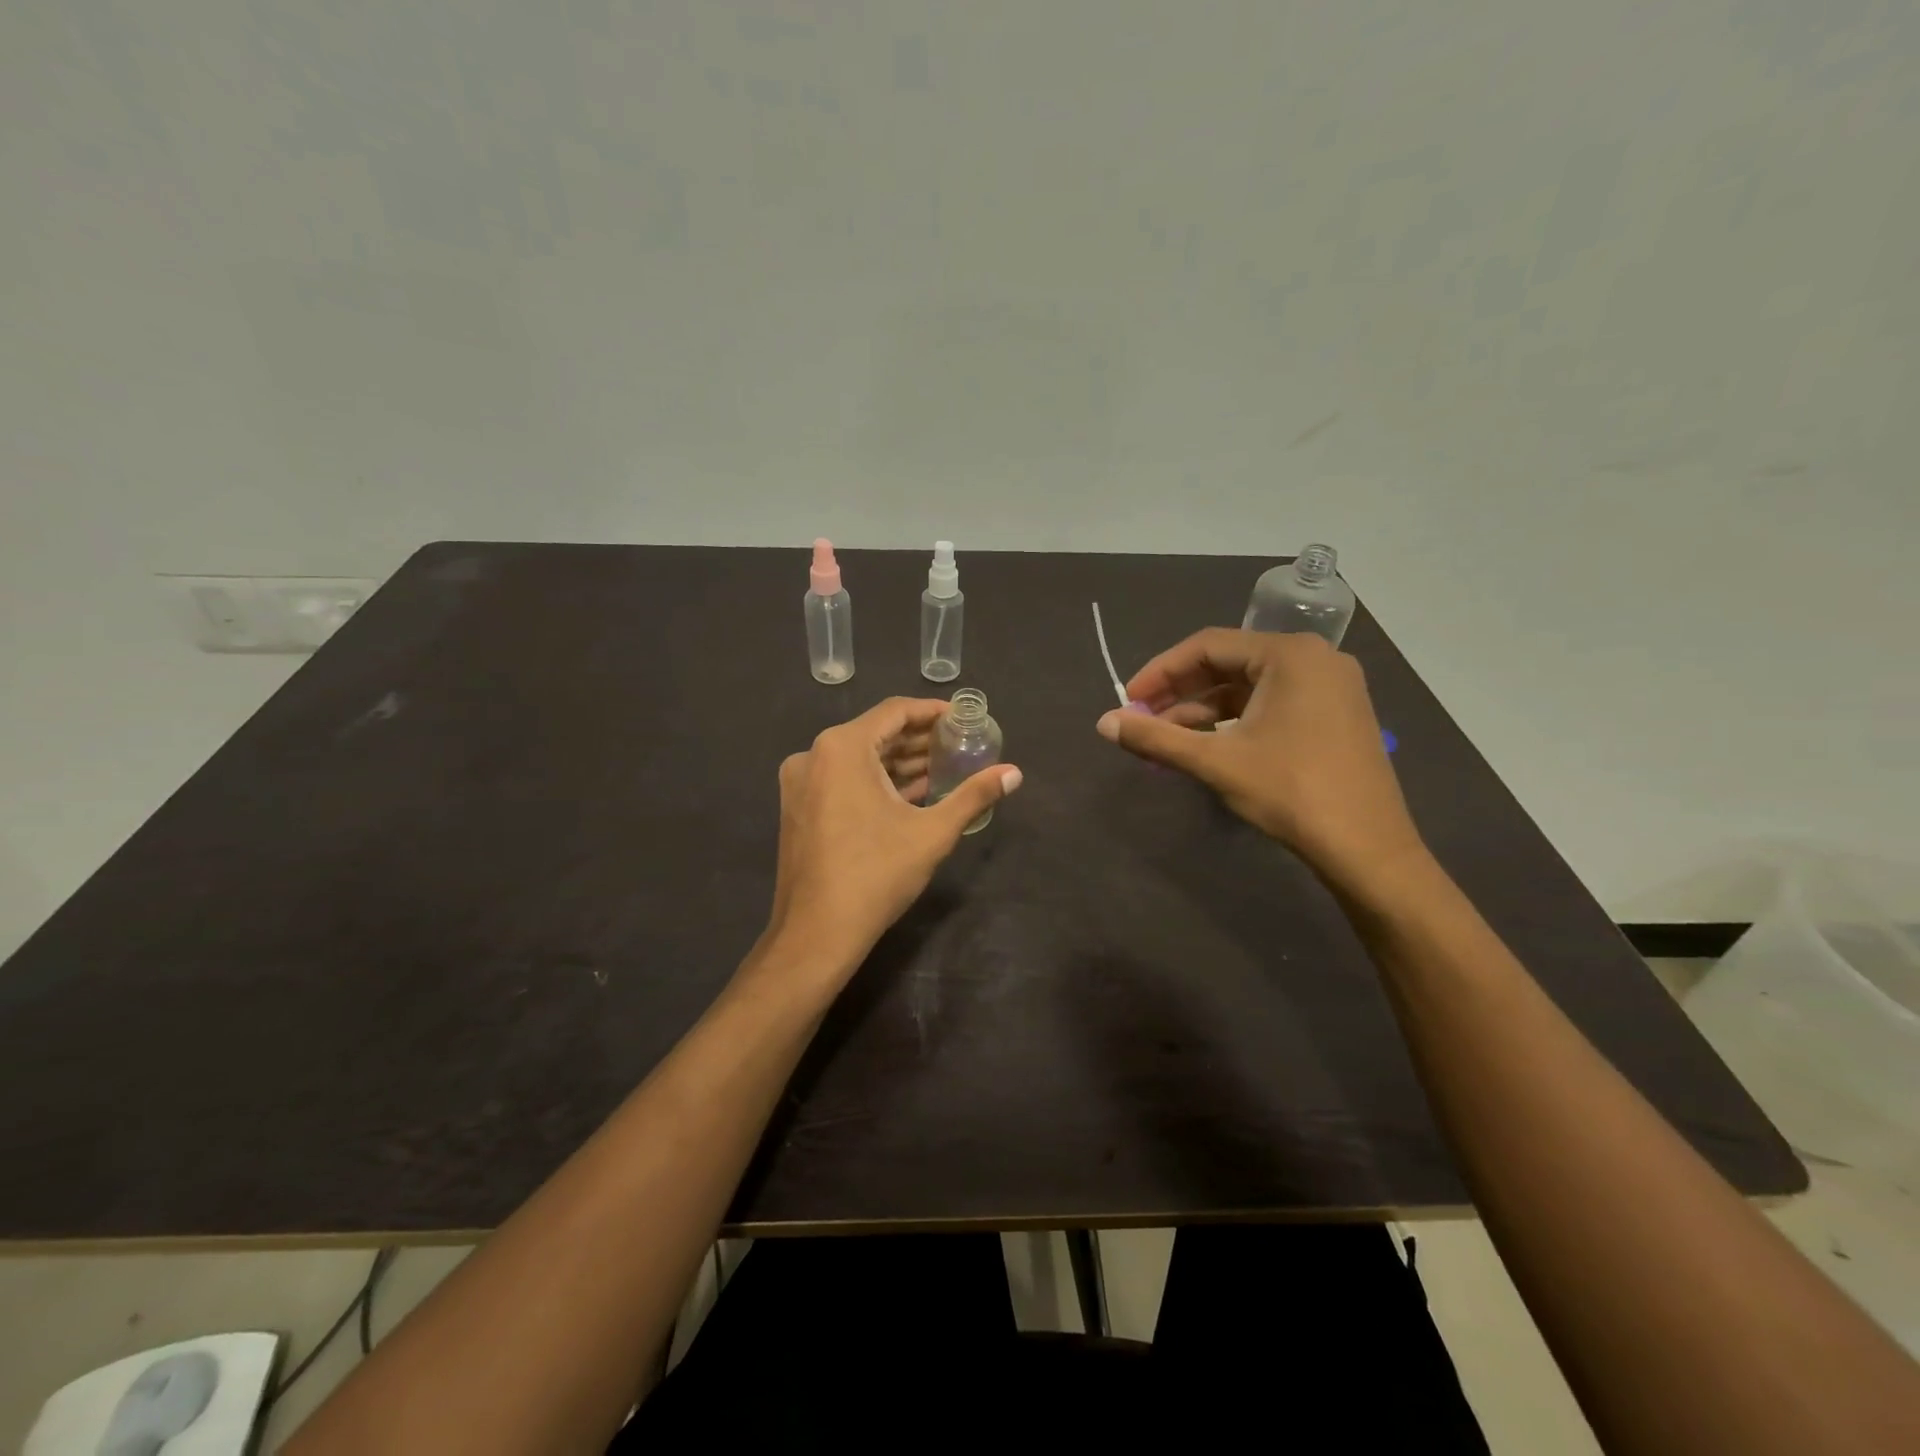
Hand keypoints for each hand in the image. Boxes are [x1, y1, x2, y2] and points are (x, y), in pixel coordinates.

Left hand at [764, 697, 1021, 978]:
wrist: (816, 934)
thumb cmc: (876, 875)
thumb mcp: (932, 833)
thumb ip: (974, 795)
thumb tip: (1015, 773)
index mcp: (842, 748)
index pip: (894, 712)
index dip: (932, 712)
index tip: (963, 718)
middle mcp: (814, 755)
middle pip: (875, 733)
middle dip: (919, 740)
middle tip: (959, 744)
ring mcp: (801, 782)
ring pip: (859, 758)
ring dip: (899, 762)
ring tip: (943, 768)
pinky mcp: (799, 807)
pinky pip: (843, 779)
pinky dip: (876, 781)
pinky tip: (911, 794)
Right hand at [1096, 629, 1423, 887]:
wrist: (1369, 851)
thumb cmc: (1291, 793)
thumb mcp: (1215, 762)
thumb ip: (1156, 737)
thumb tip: (1103, 723)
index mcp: (1289, 655)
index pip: (1207, 646)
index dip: (1160, 672)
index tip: (1128, 700)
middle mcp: (1314, 659)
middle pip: (1228, 663)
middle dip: (1179, 693)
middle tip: (1142, 720)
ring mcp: (1330, 688)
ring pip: (1248, 688)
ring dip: (1203, 711)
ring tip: (1166, 741)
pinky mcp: (1334, 716)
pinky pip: (1270, 705)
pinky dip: (1233, 722)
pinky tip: (1205, 747)